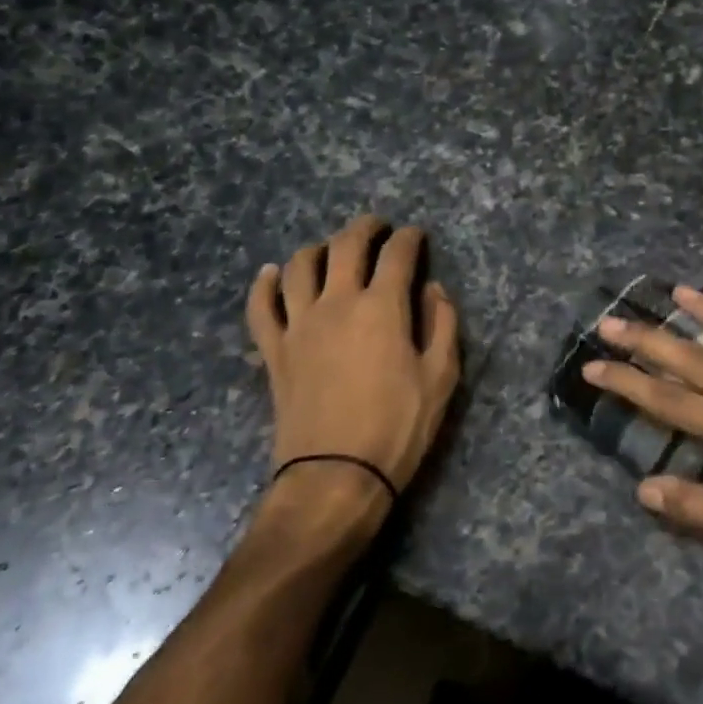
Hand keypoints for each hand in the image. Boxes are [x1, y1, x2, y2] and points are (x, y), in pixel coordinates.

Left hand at [245, 214, 460, 520]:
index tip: (416, 235)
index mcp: (382, 306)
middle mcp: (337, 302)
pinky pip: (260, 306)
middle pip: (346, 245)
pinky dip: (263, 284)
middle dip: (365, 227)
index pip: (398, 254)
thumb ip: (442, 324)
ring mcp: (299, 324)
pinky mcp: (274, 350)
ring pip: (298, 266)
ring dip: (317, 248)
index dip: (410, 238)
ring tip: (331, 250)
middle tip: (378, 227)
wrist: (336, 476)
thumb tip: (433, 288)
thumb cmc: (398, 426)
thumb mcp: (441, 377)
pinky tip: (270, 274)